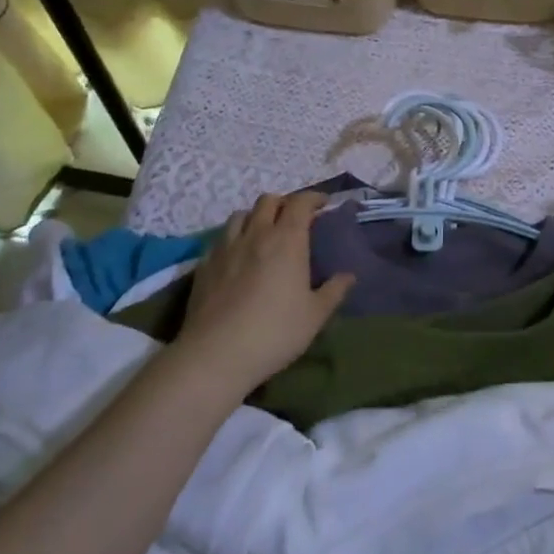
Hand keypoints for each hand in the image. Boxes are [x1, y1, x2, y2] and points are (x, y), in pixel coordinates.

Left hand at [177, 192, 353, 391]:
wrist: (215, 355)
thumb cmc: (274, 333)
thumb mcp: (315, 316)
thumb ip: (334, 291)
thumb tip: (349, 276)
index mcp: (287, 240)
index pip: (300, 202)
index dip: (313, 198)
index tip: (323, 204)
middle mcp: (256, 234)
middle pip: (268, 200)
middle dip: (284, 203)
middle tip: (294, 219)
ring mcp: (226, 247)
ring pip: (241, 215)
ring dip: (256, 217)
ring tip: (263, 233)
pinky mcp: (204, 264)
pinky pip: (220, 239)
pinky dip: (233, 239)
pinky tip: (237, 258)